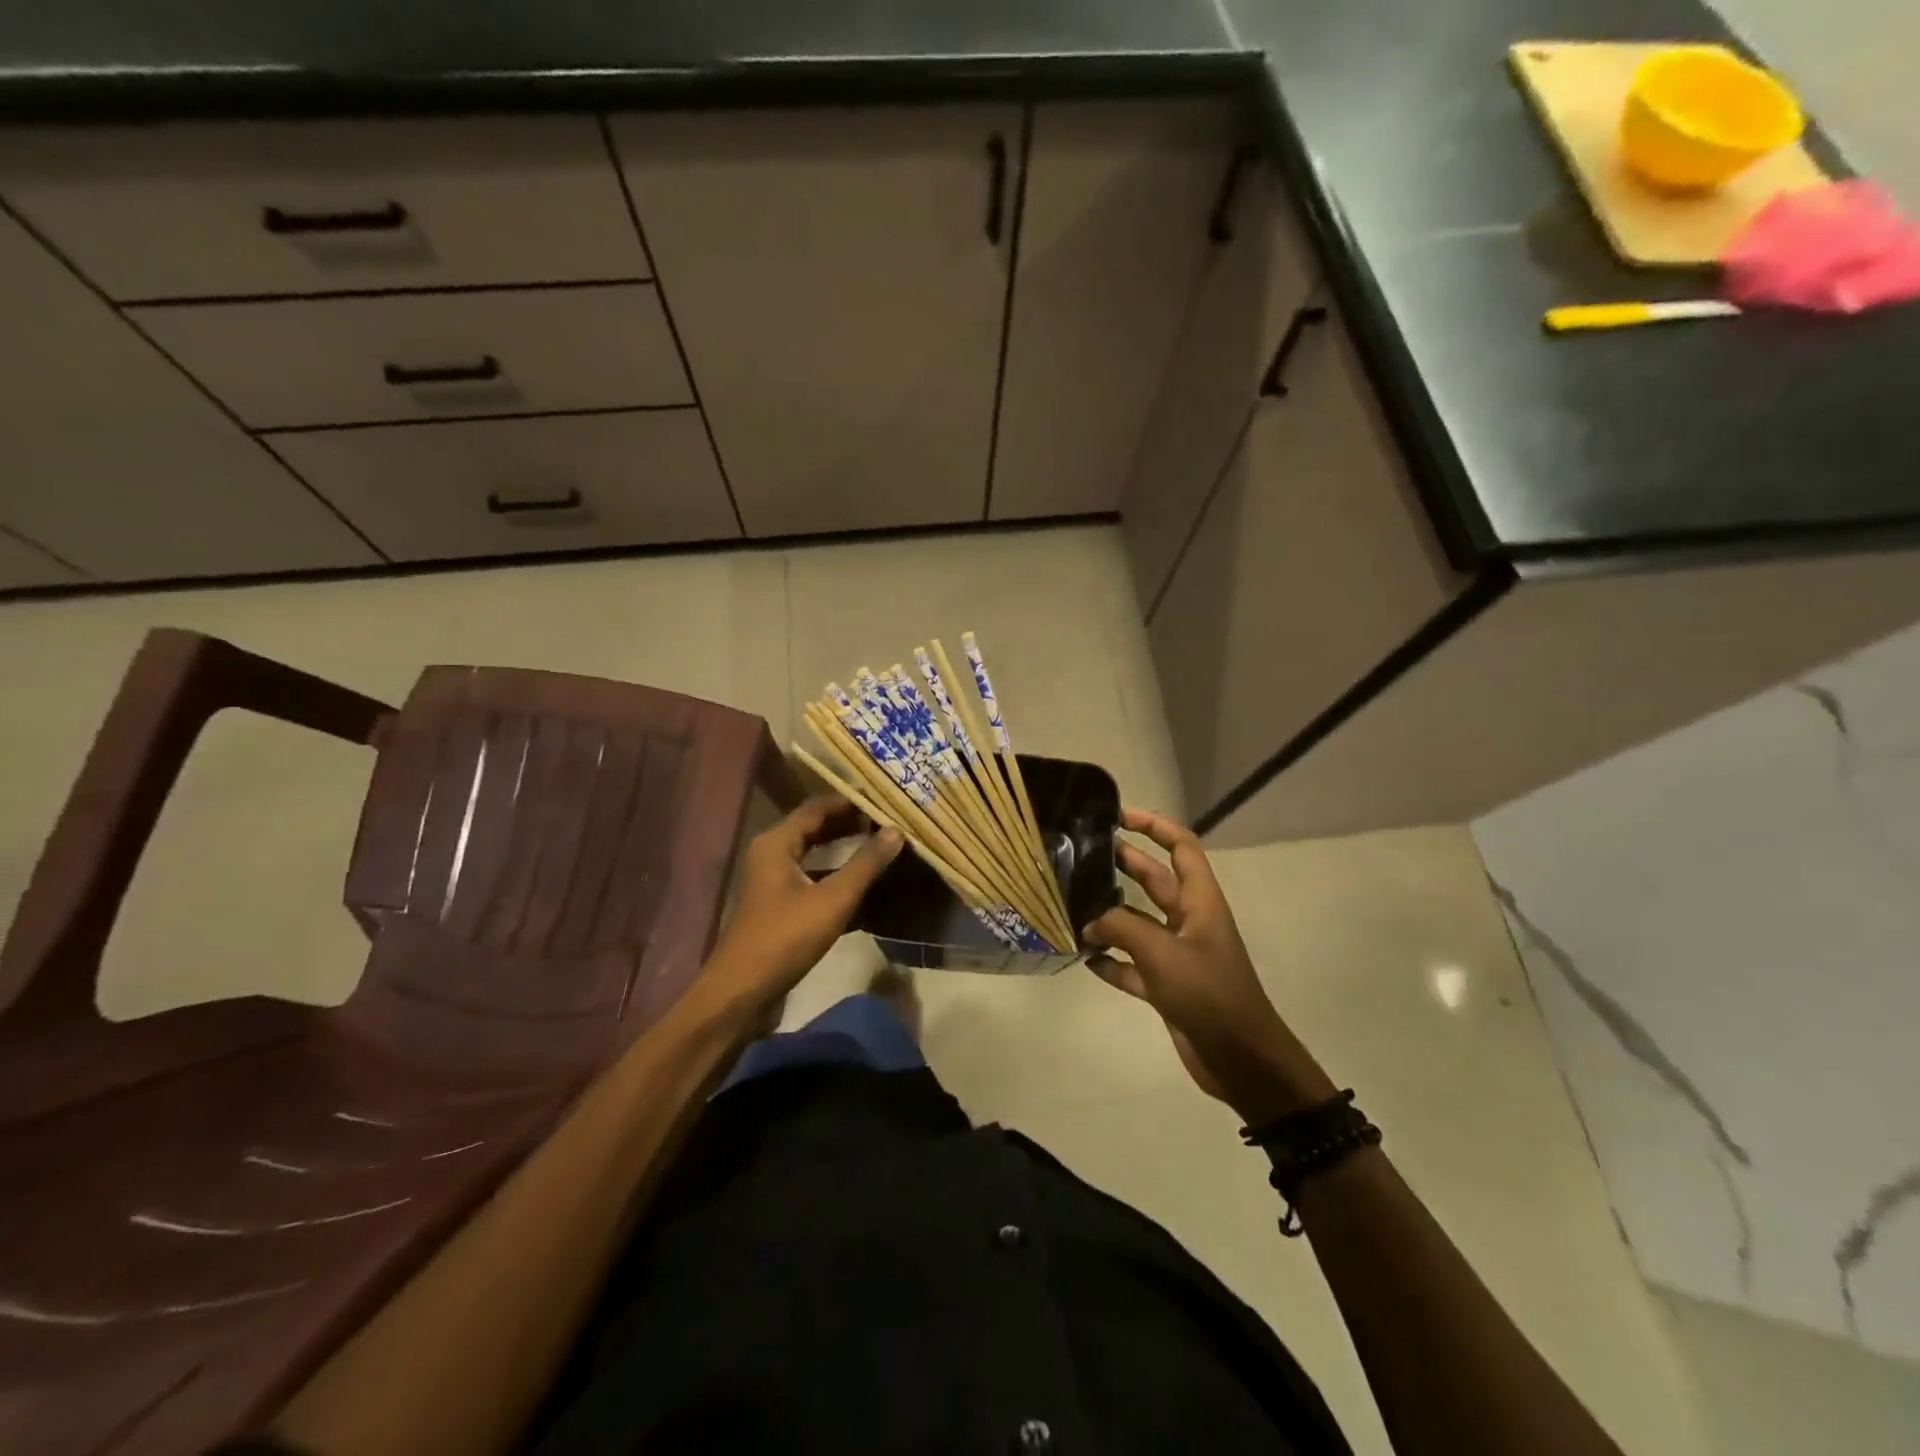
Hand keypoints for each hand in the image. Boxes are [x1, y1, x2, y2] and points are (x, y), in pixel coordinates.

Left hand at [701, 796, 902, 1012]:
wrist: (742, 993)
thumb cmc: (785, 938)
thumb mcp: (833, 899)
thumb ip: (866, 864)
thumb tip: (896, 831)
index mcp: (777, 843)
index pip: (818, 807)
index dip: (851, 802)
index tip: (884, 802)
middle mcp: (772, 855)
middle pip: (816, 829)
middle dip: (851, 825)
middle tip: (889, 823)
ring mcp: (774, 882)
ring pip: (815, 856)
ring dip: (845, 852)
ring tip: (882, 849)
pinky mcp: (780, 907)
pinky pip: (813, 880)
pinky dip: (837, 878)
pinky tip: (866, 887)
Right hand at [1086, 807, 1335, 1123]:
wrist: (1241, 1059)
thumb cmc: (1209, 993)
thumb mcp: (1162, 952)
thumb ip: (1120, 927)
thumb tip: (1087, 922)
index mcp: (1199, 901)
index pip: (1181, 847)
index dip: (1154, 826)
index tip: (1118, 816)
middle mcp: (1188, 921)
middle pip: (1154, 879)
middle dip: (1123, 863)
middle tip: (1082, 854)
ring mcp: (1177, 954)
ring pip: (1138, 923)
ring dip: (1109, 916)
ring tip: (1072, 904)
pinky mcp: (1167, 986)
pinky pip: (1132, 964)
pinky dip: (1111, 960)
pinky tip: (1085, 959)